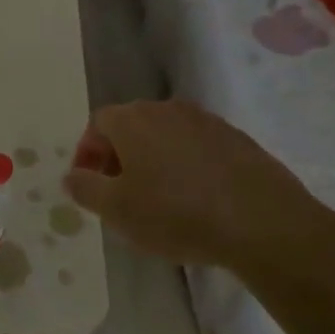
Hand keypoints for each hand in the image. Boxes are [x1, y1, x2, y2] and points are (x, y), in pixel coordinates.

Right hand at [62, 100, 334, 274]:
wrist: (262, 223)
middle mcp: (168, 109)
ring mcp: (207, 121)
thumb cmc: (176, 214)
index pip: (97, 124)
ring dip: (154, 160)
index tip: (91, 185)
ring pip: (166, 136)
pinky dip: (187, 166)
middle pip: (132, 126)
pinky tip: (196, 200)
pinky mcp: (238, 140)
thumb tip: (72, 175)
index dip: (88, 154)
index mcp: (133, 120)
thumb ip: (85, 188)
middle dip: (119, 156)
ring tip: (158, 199)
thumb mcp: (116, 210)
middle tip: (120, 193)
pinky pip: (197, 147)